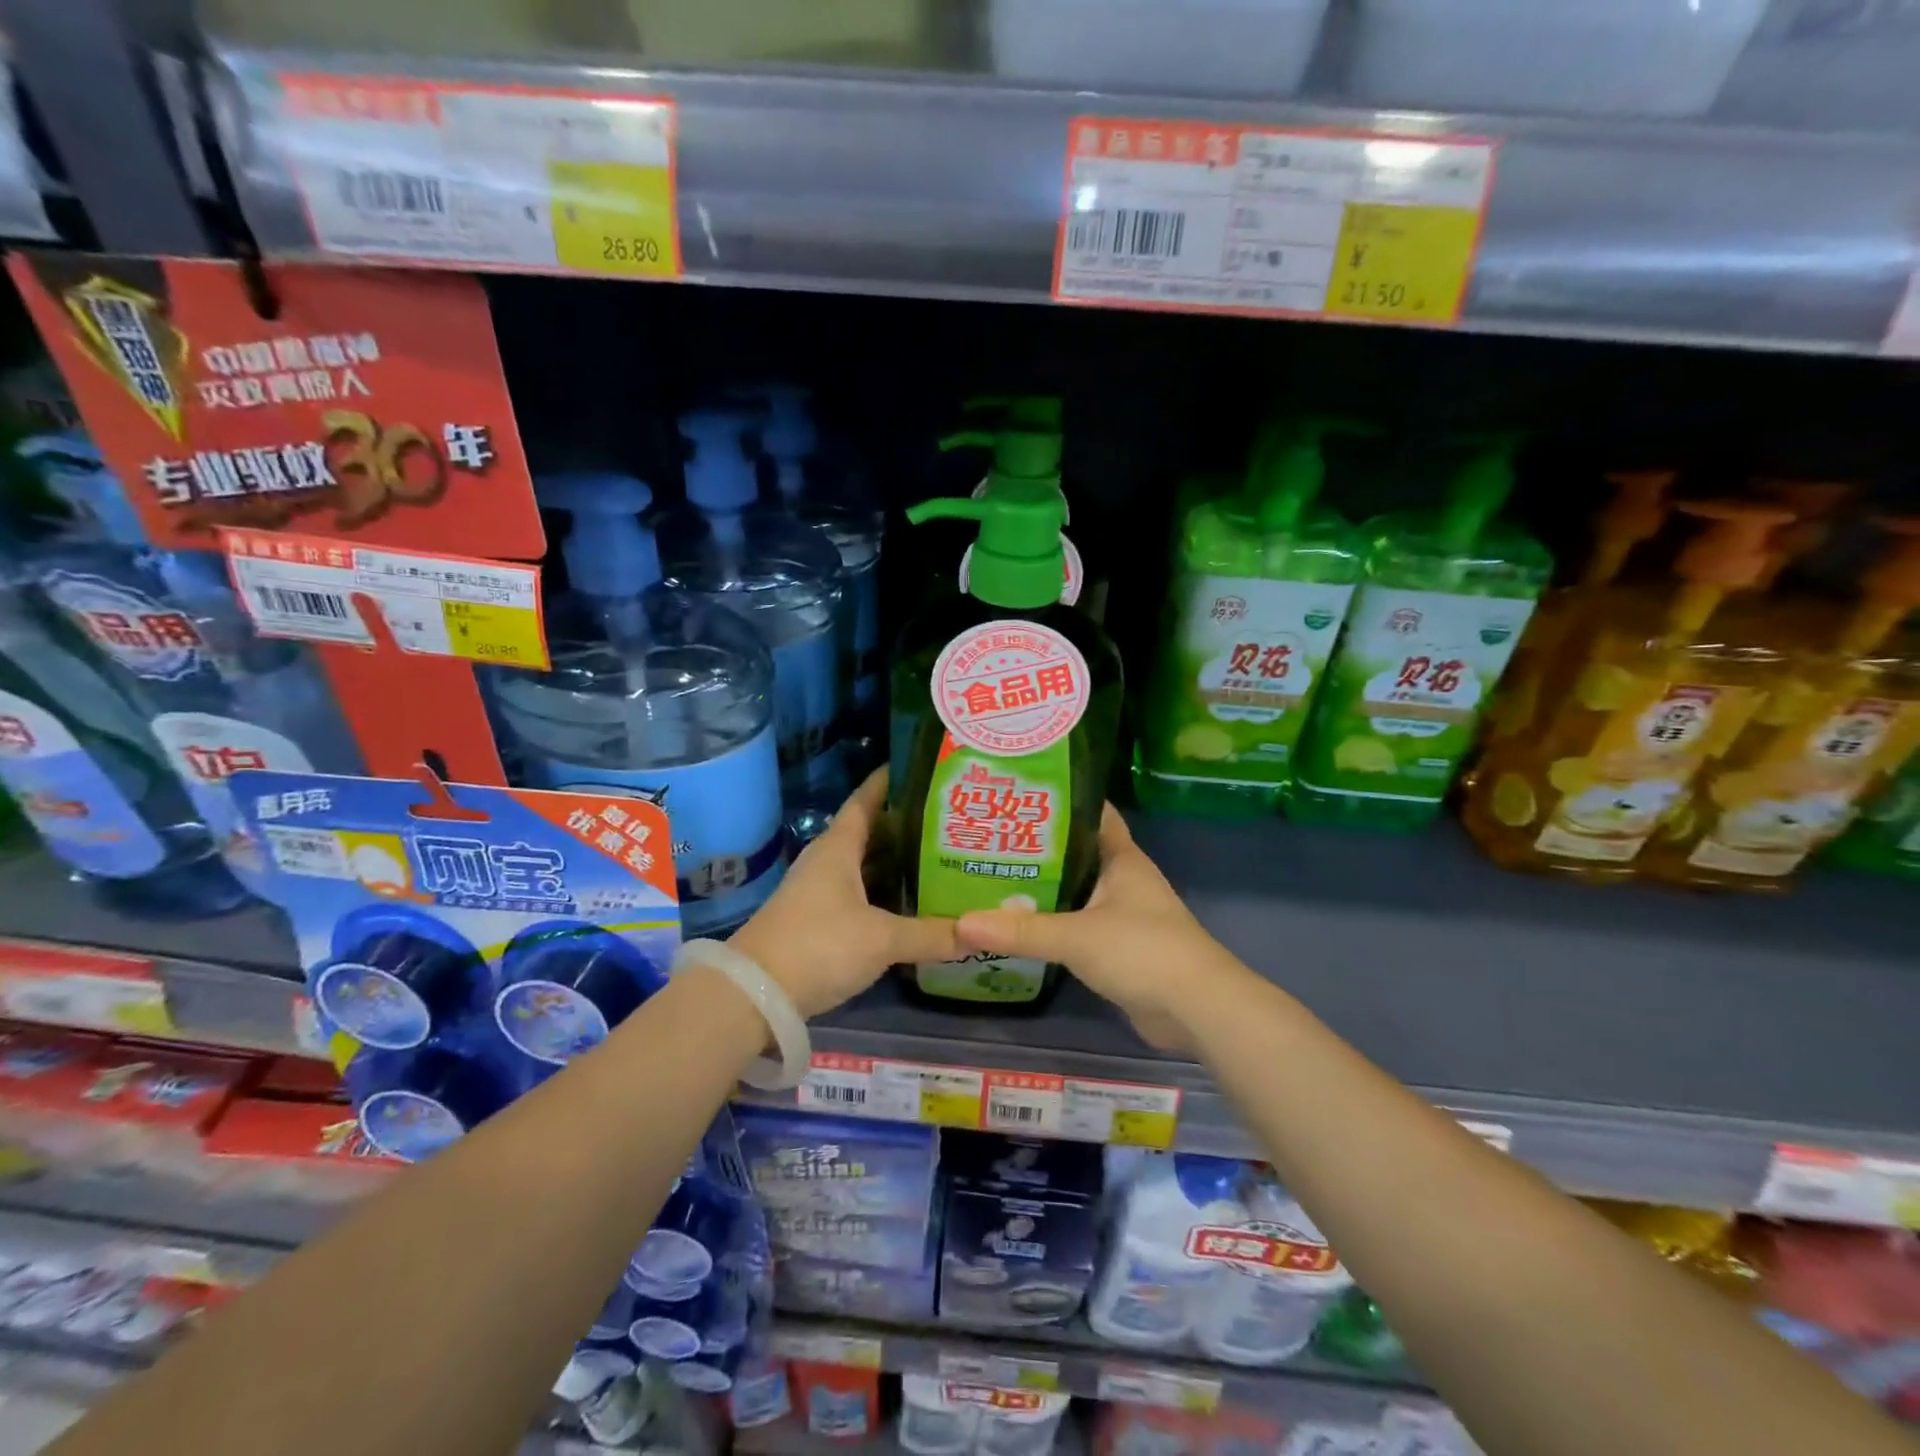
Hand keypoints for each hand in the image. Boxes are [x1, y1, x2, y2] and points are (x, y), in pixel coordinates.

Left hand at [730, 769, 958, 1018]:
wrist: (754, 995)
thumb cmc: (819, 946)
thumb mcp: (882, 939)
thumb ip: (931, 935)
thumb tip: (980, 931)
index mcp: (839, 847)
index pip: (866, 800)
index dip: (890, 781)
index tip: (922, 767)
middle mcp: (828, 862)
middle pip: (872, 833)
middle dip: (908, 826)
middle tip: (951, 820)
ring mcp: (820, 893)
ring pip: (867, 868)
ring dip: (898, 864)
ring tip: (942, 859)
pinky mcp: (819, 922)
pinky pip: (861, 896)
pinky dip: (886, 896)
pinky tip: (913, 905)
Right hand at [953, 805, 1247, 1051]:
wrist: (1196, 1009)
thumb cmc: (1143, 951)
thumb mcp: (1076, 936)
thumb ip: (1021, 930)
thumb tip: (962, 923)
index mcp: (1122, 858)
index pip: (1092, 814)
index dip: (1060, 801)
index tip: (1019, 793)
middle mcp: (1123, 879)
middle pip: (1075, 853)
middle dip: (1037, 848)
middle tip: (988, 839)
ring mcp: (1122, 915)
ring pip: (1074, 892)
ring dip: (1042, 889)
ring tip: (991, 878)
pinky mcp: (1117, 948)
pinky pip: (1077, 926)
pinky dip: (1052, 924)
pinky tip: (1017, 926)